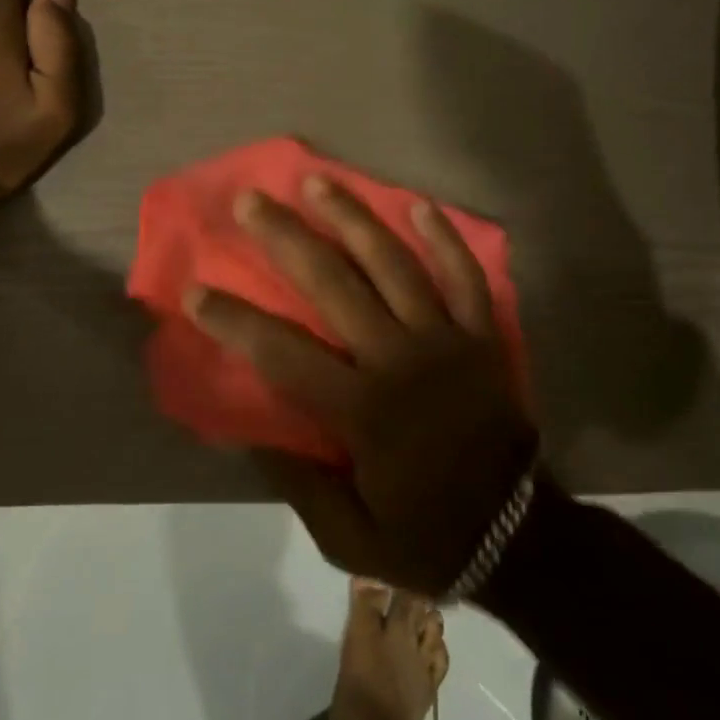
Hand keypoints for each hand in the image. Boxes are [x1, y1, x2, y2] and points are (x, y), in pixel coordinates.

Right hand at [185, 176, 538, 596]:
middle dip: (286, 239)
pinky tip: (417, 204)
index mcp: (363, 411)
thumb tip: (252, 432)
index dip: (235, 321)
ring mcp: (446, 341)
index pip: (283, 353)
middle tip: (250, 201)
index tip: (196, 291)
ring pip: (393, 264)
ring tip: (317, 181)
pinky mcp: (481, 337)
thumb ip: (298, 482)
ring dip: (352, 218)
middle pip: (334, 285)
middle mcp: (400, 360)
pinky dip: (443, 238)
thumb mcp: (348, 535)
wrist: (522, 538)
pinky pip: (465, 277)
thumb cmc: (427, 535)